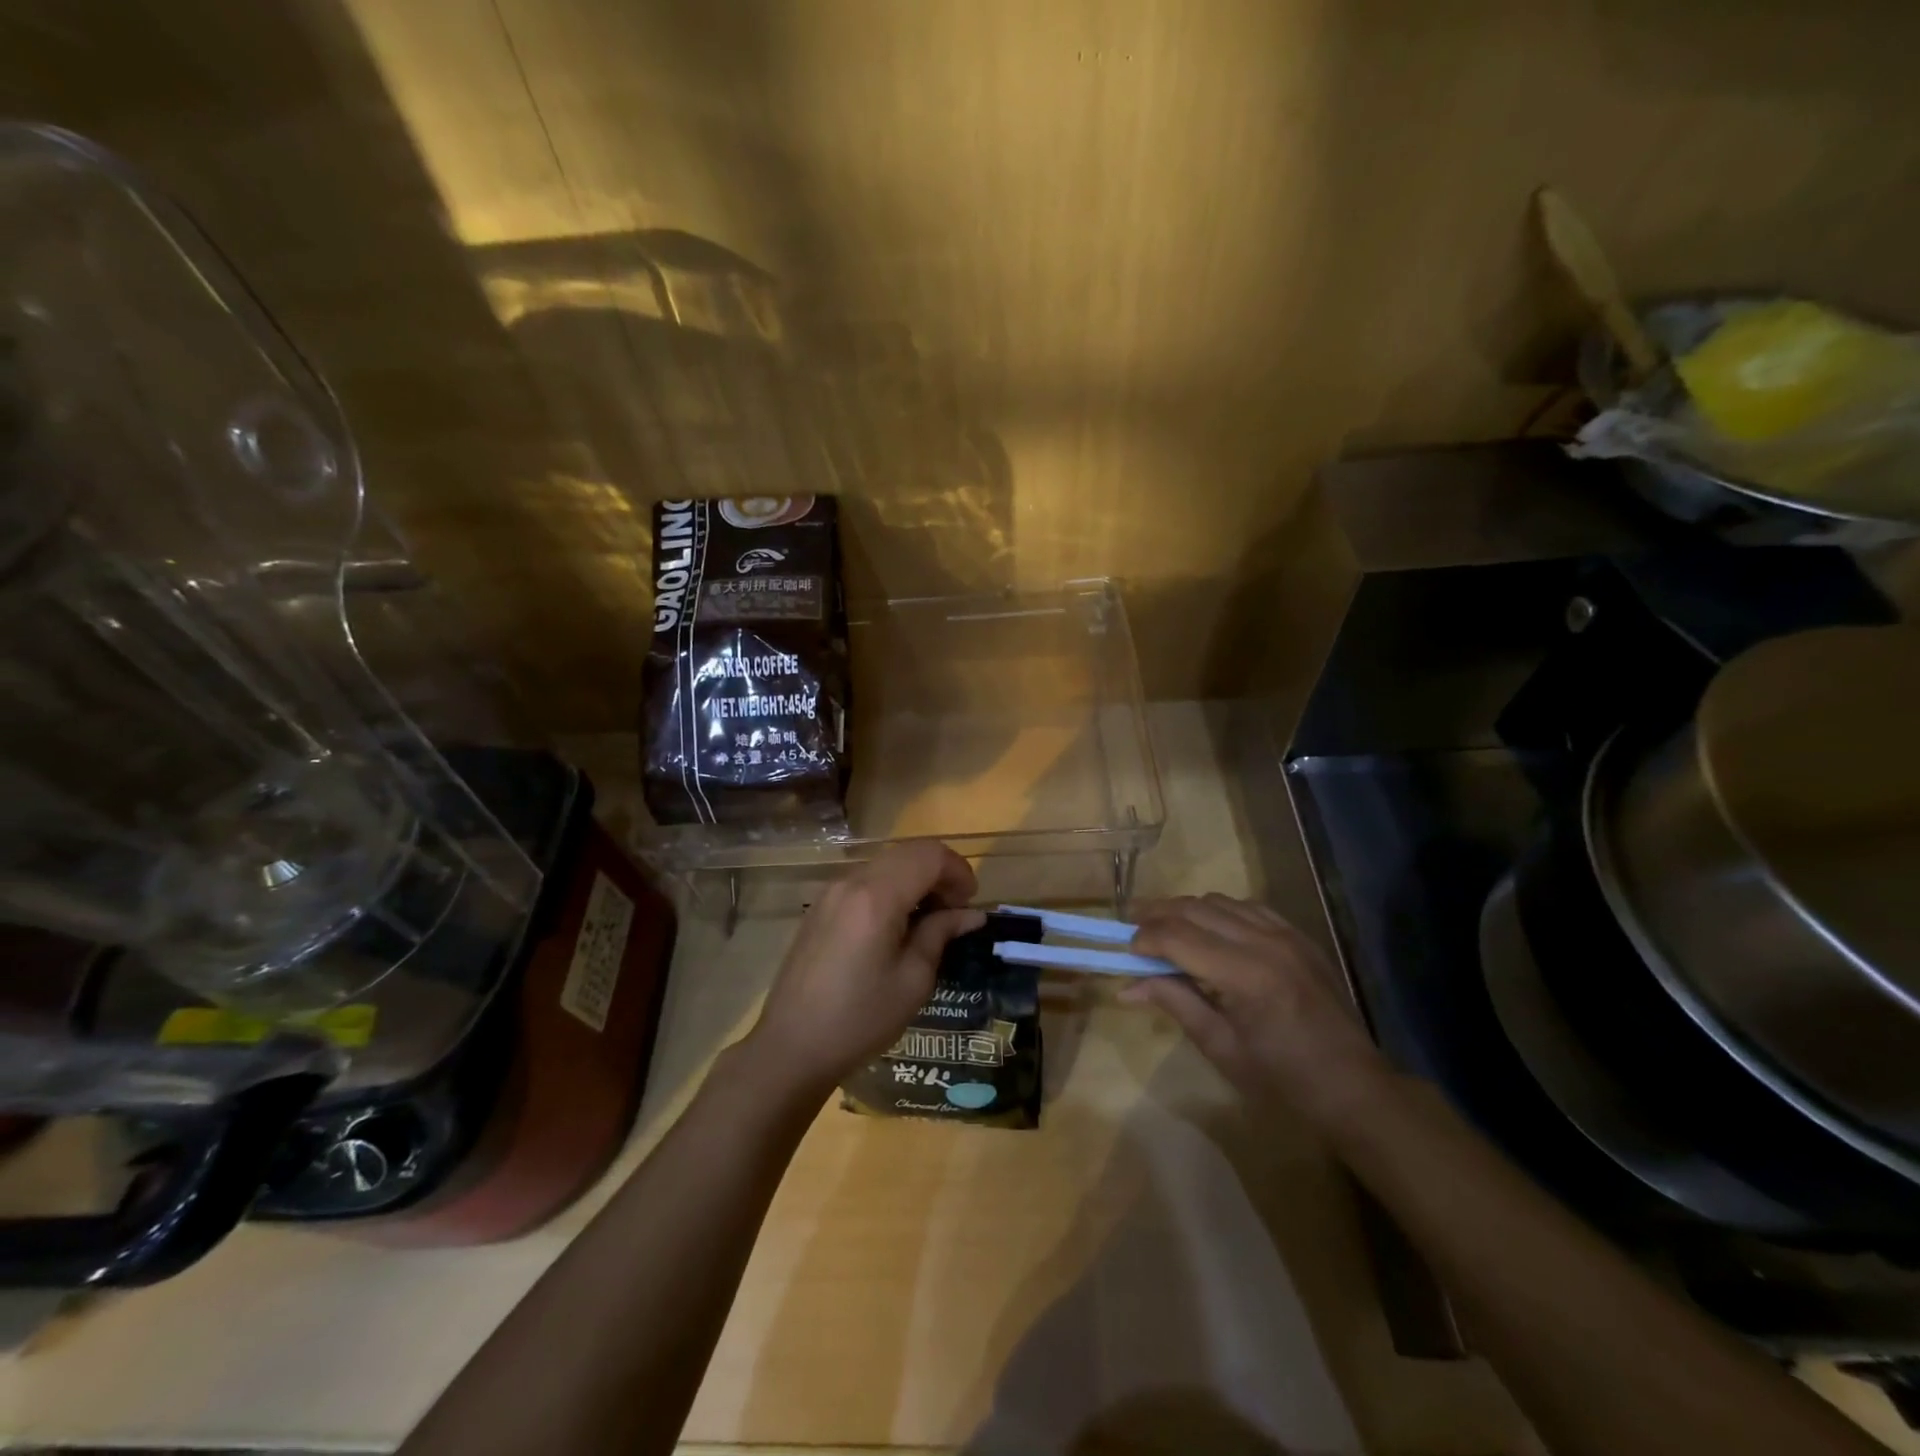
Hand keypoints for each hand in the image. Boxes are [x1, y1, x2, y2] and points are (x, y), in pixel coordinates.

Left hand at [748, 841, 984, 1096]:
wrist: (791, 1047)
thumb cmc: (859, 1019)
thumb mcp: (912, 981)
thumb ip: (940, 934)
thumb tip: (970, 914)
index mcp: (877, 896)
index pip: (929, 855)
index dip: (959, 871)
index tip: (971, 904)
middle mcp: (852, 882)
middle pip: (908, 853)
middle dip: (939, 873)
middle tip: (955, 912)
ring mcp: (831, 892)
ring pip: (886, 864)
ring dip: (915, 880)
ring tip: (930, 921)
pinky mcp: (820, 907)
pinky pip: (865, 881)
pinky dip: (891, 889)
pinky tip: (897, 926)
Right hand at [1125, 894, 1389, 1126]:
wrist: (1354, 1088)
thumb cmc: (1282, 1080)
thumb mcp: (1221, 1048)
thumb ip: (1175, 1003)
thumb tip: (1126, 988)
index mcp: (1245, 975)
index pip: (1178, 936)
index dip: (1144, 939)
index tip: (1126, 953)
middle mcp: (1265, 942)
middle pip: (1195, 908)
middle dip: (1157, 914)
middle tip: (1132, 928)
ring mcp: (1286, 934)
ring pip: (1219, 901)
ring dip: (1186, 909)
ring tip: (1165, 929)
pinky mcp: (1299, 935)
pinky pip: (1248, 907)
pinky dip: (1219, 911)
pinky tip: (1209, 931)